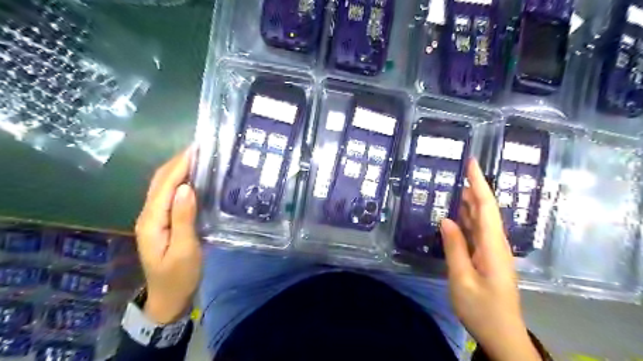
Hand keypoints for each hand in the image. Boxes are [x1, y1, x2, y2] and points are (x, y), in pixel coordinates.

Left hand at [133, 147, 198, 324]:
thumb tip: (186, 187)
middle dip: (178, 162)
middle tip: (201, 149)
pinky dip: (180, 181)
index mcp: (152, 220)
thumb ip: (183, 218)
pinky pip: (169, 195)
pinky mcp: (162, 221)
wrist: (169, 297)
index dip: (180, 165)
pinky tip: (194, 178)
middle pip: (160, 181)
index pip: (165, 185)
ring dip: (178, 169)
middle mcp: (148, 214)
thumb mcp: (185, 249)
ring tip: (199, 158)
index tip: (198, 148)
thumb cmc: (180, 275)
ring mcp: (154, 218)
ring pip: (163, 186)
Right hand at [440, 160, 538, 360]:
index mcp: (493, 246)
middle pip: (485, 210)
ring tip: (452, 188)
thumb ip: (455, 247)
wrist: (501, 335)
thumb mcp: (462, 279)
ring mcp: (493, 251)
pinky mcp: (487, 258)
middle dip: (473, 188)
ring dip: (468, 203)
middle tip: (454, 172)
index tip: (471, 163)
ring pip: (481, 220)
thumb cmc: (481, 309)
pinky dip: (466, 220)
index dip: (478, 183)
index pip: (486, 207)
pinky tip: (454, 216)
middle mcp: (496, 244)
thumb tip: (446, 219)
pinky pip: (476, 233)